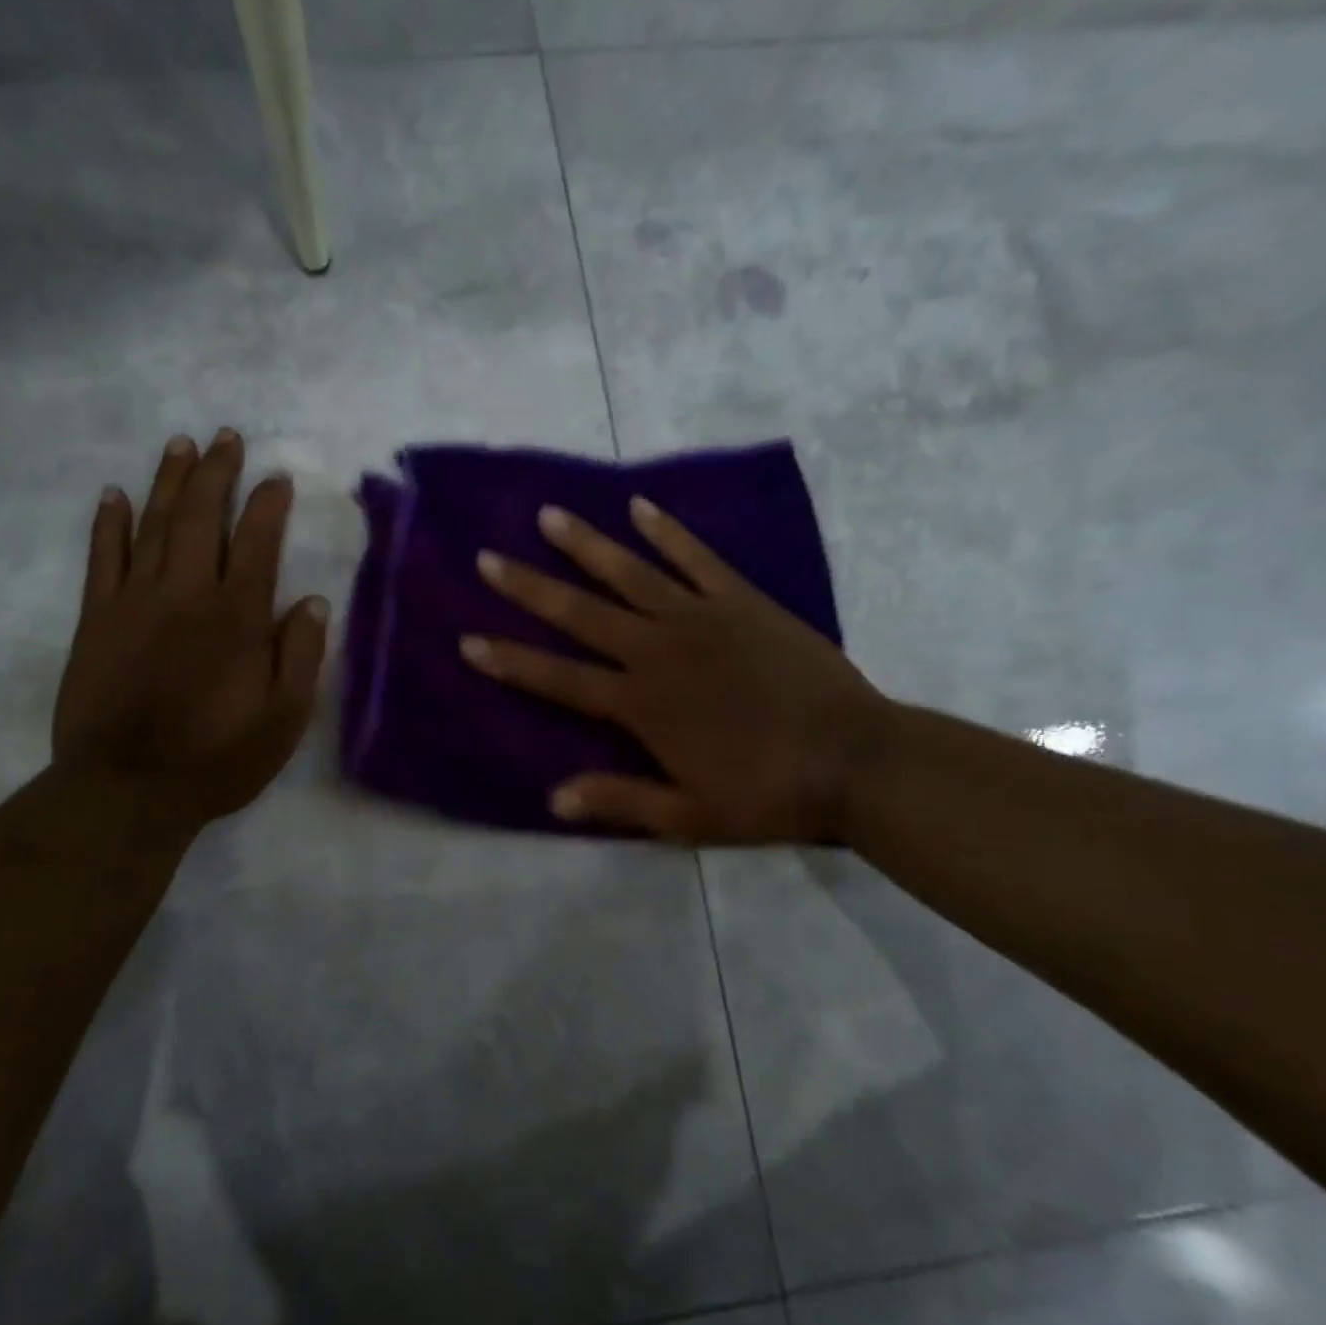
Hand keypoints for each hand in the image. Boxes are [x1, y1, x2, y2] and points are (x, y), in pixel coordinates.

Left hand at [52, 429, 328, 838]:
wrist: (126, 790)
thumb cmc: (216, 758)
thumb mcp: (283, 720)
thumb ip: (301, 656)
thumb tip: (312, 601)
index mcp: (237, 618)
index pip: (257, 543)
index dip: (268, 505)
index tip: (276, 477)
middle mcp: (187, 595)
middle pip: (202, 518)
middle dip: (216, 473)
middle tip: (225, 437)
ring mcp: (135, 602)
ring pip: (153, 525)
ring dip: (168, 482)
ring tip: (180, 444)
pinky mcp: (97, 619)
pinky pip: (102, 558)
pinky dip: (109, 523)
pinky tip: (115, 495)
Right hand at [461, 496, 890, 844]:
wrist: (857, 760)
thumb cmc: (769, 793)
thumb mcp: (690, 816)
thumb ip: (621, 801)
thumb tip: (554, 799)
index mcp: (640, 704)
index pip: (559, 679)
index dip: (511, 661)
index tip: (468, 639)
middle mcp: (658, 651)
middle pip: (581, 614)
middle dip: (529, 587)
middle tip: (488, 558)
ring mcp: (700, 618)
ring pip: (630, 574)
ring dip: (585, 545)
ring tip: (548, 516)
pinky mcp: (741, 601)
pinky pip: (697, 558)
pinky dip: (668, 532)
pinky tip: (639, 508)